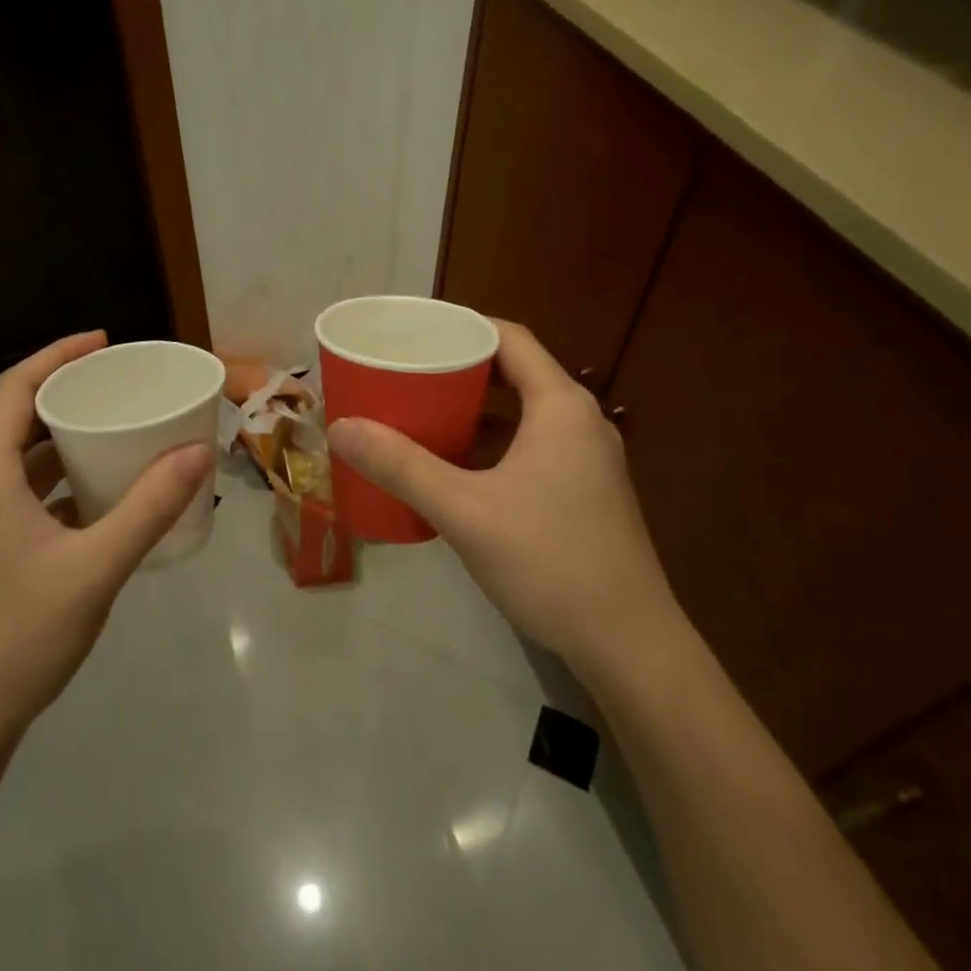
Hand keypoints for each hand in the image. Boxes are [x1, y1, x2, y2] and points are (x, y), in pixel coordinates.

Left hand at [0, 331, 212, 737]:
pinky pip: (25, 491)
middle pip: (19, 417)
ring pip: (22, 457)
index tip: (105, 342)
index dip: (58, 355)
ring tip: (119, 428)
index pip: (15, 388)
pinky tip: (103, 492)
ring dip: (66, 437)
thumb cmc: (19, 634)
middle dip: (68, 392)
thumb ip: (149, 507)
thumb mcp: (95, 566)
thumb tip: (198, 451)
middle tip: (122, 385)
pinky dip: (62, 477)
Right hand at [326, 321, 681, 685]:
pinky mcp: (586, 491)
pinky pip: (534, 444)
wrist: (629, 644)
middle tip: (408, 371)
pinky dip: (495, 441)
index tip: (414, 332)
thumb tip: (341, 427)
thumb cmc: (549, 561)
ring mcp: (588, 459)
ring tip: (424, 410)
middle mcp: (580, 421)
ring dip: (477, 407)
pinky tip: (459, 464)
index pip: (510, 338)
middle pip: (516, 372)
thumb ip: (402, 466)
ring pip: (525, 412)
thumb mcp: (465, 511)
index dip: (462, 326)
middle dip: (461, 367)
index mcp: (560, 406)